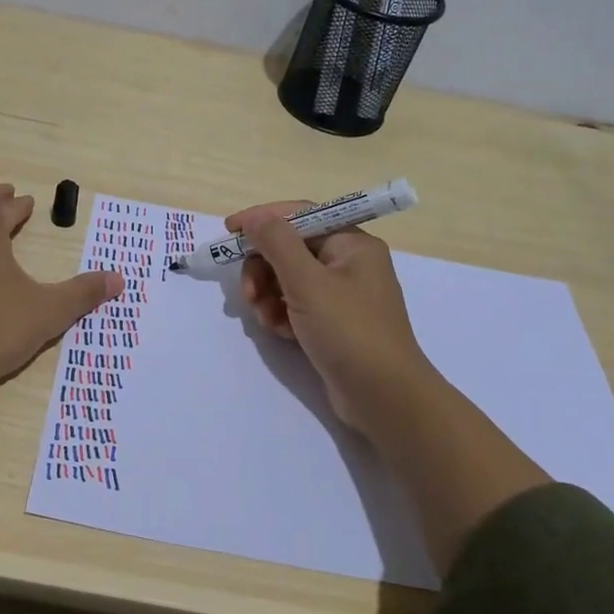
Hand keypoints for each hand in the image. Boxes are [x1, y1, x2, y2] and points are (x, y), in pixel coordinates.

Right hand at [229, 200, 435, 438]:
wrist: (384, 397)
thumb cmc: (348, 330)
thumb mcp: (307, 282)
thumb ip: (277, 243)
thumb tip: (255, 218)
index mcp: (351, 244)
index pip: (300, 215)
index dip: (262, 219)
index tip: (228, 231)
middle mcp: (350, 263)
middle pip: (291, 249)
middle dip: (263, 268)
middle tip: (248, 294)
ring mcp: (343, 295)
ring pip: (289, 280)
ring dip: (268, 295)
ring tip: (265, 319)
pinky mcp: (334, 323)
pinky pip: (297, 305)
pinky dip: (282, 314)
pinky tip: (279, 332)